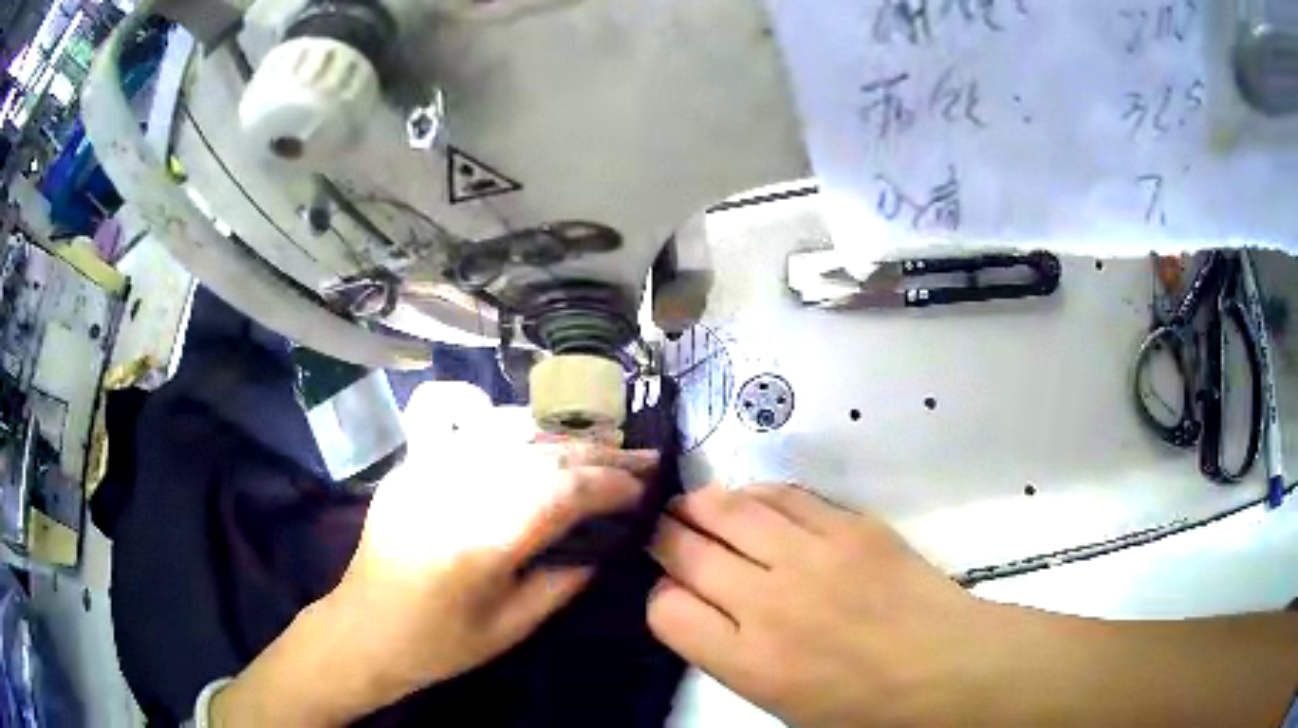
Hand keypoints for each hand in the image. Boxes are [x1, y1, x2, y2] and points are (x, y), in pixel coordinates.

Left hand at [213, 387, 655, 724]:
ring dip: (561, 434)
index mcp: (483, 540)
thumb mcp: (513, 627)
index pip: (563, 492)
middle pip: (541, 453)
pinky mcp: (413, 462)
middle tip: (638, 456)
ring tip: (599, 442)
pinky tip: (532, 429)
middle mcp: (457, 490)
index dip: (610, 485)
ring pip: (508, 430)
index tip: (643, 488)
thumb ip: (564, 582)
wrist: (365, 628)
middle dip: (598, 453)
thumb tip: (605, 546)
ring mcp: (428, 468)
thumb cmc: (440, 642)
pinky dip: (507, 421)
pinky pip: (464, 424)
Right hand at [647, 484, 1022, 726]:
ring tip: (695, 506)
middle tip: (665, 531)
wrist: (946, 666)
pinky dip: (756, 494)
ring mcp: (811, 556)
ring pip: (726, 509)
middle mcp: (768, 603)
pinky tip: (752, 502)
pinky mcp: (849, 525)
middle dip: (665, 536)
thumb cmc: (863, 705)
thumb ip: (731, 656)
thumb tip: (703, 607)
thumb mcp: (781, 704)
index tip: (674, 594)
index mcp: (748, 662)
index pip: (665, 609)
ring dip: (700, 504)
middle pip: (684, 549)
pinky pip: (783, 494)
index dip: (661, 596)